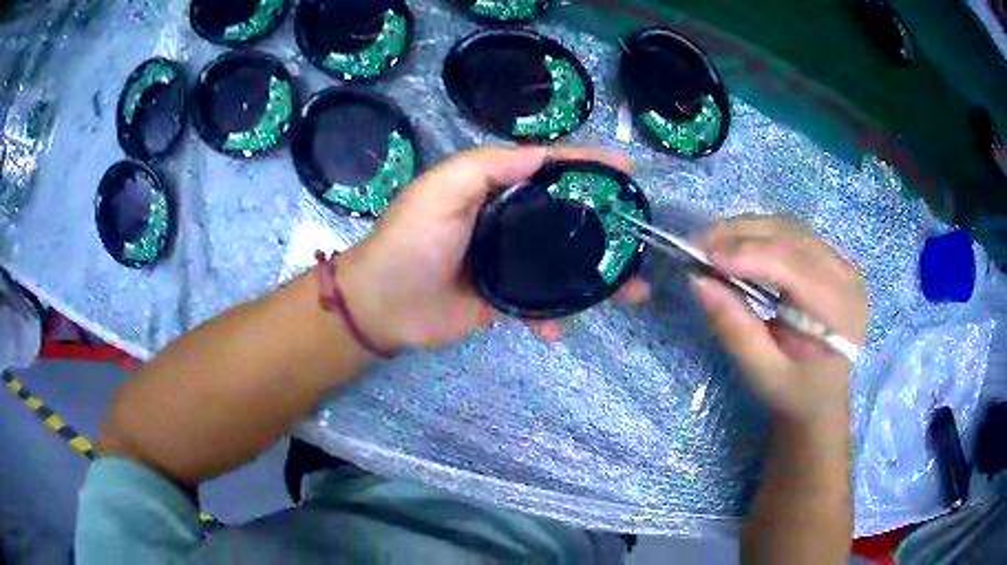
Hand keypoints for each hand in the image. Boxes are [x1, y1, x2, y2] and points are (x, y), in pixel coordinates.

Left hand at [336, 146, 639, 350]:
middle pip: (568, 217)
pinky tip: (560, 330)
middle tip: (640, 234)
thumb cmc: (410, 241)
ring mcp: (510, 263)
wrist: (383, 306)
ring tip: (632, 291)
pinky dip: (554, 318)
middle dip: (607, 225)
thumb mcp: (442, 189)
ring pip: (564, 264)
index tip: (627, 168)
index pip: (550, 169)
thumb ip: (489, 167)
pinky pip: (541, 306)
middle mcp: (508, 222)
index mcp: (495, 189)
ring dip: (598, 278)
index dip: (588, 165)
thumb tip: (543, 155)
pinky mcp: (506, 300)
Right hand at [692, 216, 869, 423]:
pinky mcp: (833, 260)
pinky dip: (762, 233)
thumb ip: (735, 328)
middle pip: (792, 237)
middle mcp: (847, 278)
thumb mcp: (762, 373)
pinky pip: (795, 234)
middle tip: (699, 242)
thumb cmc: (794, 394)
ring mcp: (843, 264)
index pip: (793, 265)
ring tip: (713, 241)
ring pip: (792, 228)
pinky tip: (739, 243)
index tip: (703, 255)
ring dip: (749, 229)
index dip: (747, 254)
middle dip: (742, 235)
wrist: (822, 399)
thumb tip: (699, 281)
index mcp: (839, 311)